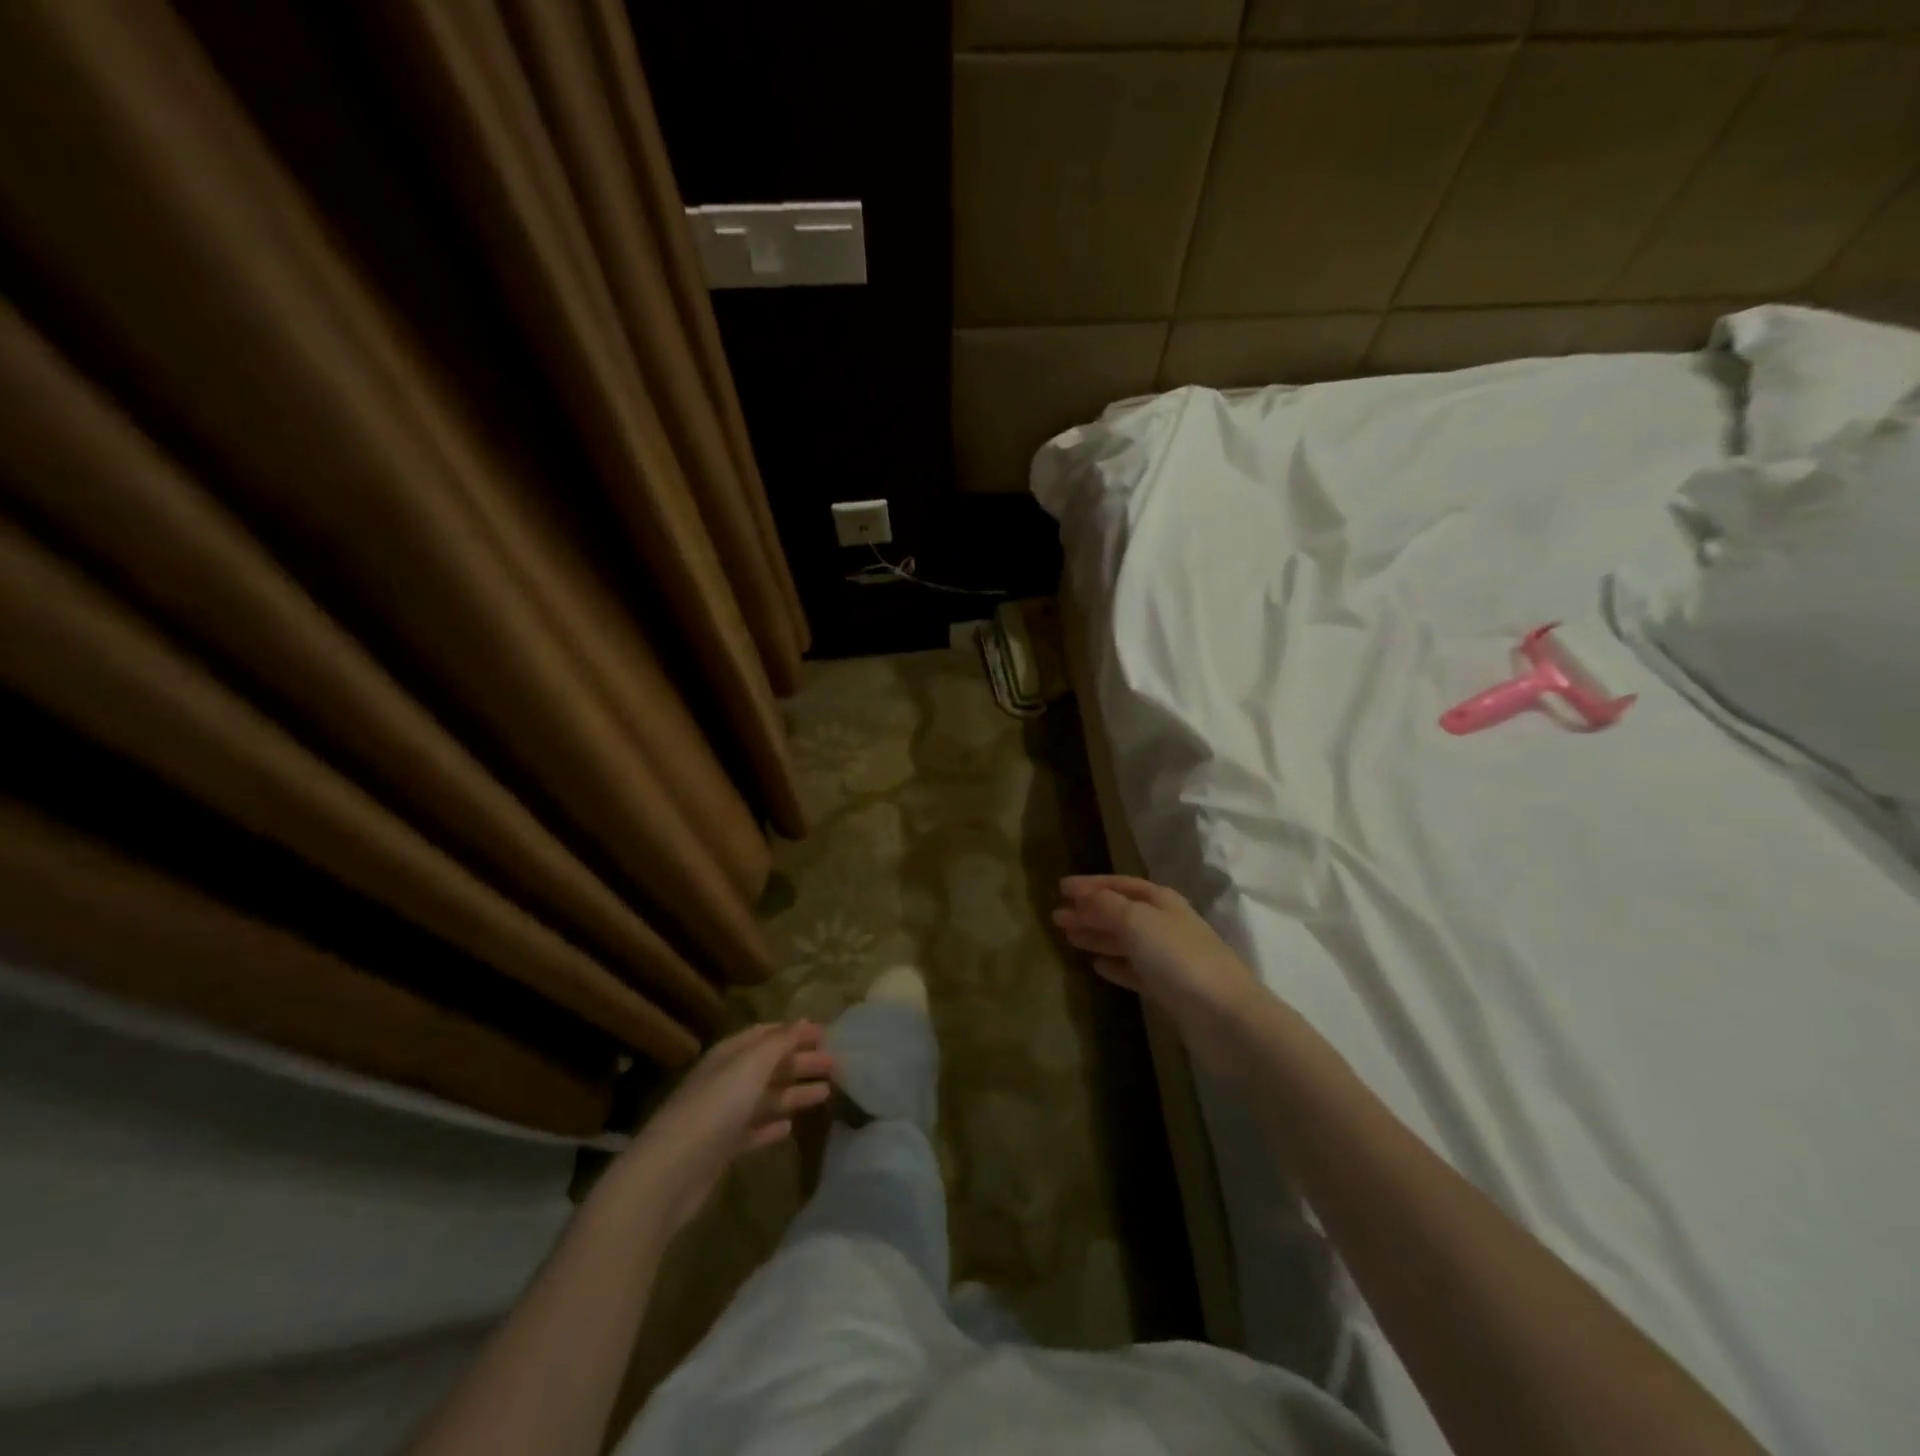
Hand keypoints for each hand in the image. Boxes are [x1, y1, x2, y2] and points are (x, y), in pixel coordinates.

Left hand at [621, 1022, 835, 1233]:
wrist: (669, 1173)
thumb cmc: (715, 1108)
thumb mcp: (751, 1066)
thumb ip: (780, 1042)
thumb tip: (803, 1020)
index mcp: (730, 1055)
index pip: (766, 1034)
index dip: (795, 1032)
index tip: (826, 1034)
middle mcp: (726, 1080)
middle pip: (770, 1066)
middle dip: (801, 1063)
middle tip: (836, 1065)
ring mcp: (724, 1115)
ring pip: (767, 1097)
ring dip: (794, 1093)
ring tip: (826, 1092)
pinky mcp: (723, 1148)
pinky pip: (755, 1130)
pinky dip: (772, 1125)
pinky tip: (789, 1127)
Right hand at [1053, 875, 1267, 1076]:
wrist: (1225, 1018)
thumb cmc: (1179, 959)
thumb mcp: (1137, 922)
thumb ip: (1106, 906)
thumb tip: (1080, 893)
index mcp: (1162, 902)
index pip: (1121, 885)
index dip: (1091, 884)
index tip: (1061, 887)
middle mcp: (1166, 925)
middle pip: (1121, 913)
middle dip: (1090, 912)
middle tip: (1056, 916)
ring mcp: (1169, 959)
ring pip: (1125, 941)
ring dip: (1098, 937)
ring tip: (1069, 937)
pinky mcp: (1169, 990)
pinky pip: (1134, 970)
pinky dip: (1115, 965)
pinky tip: (1097, 966)